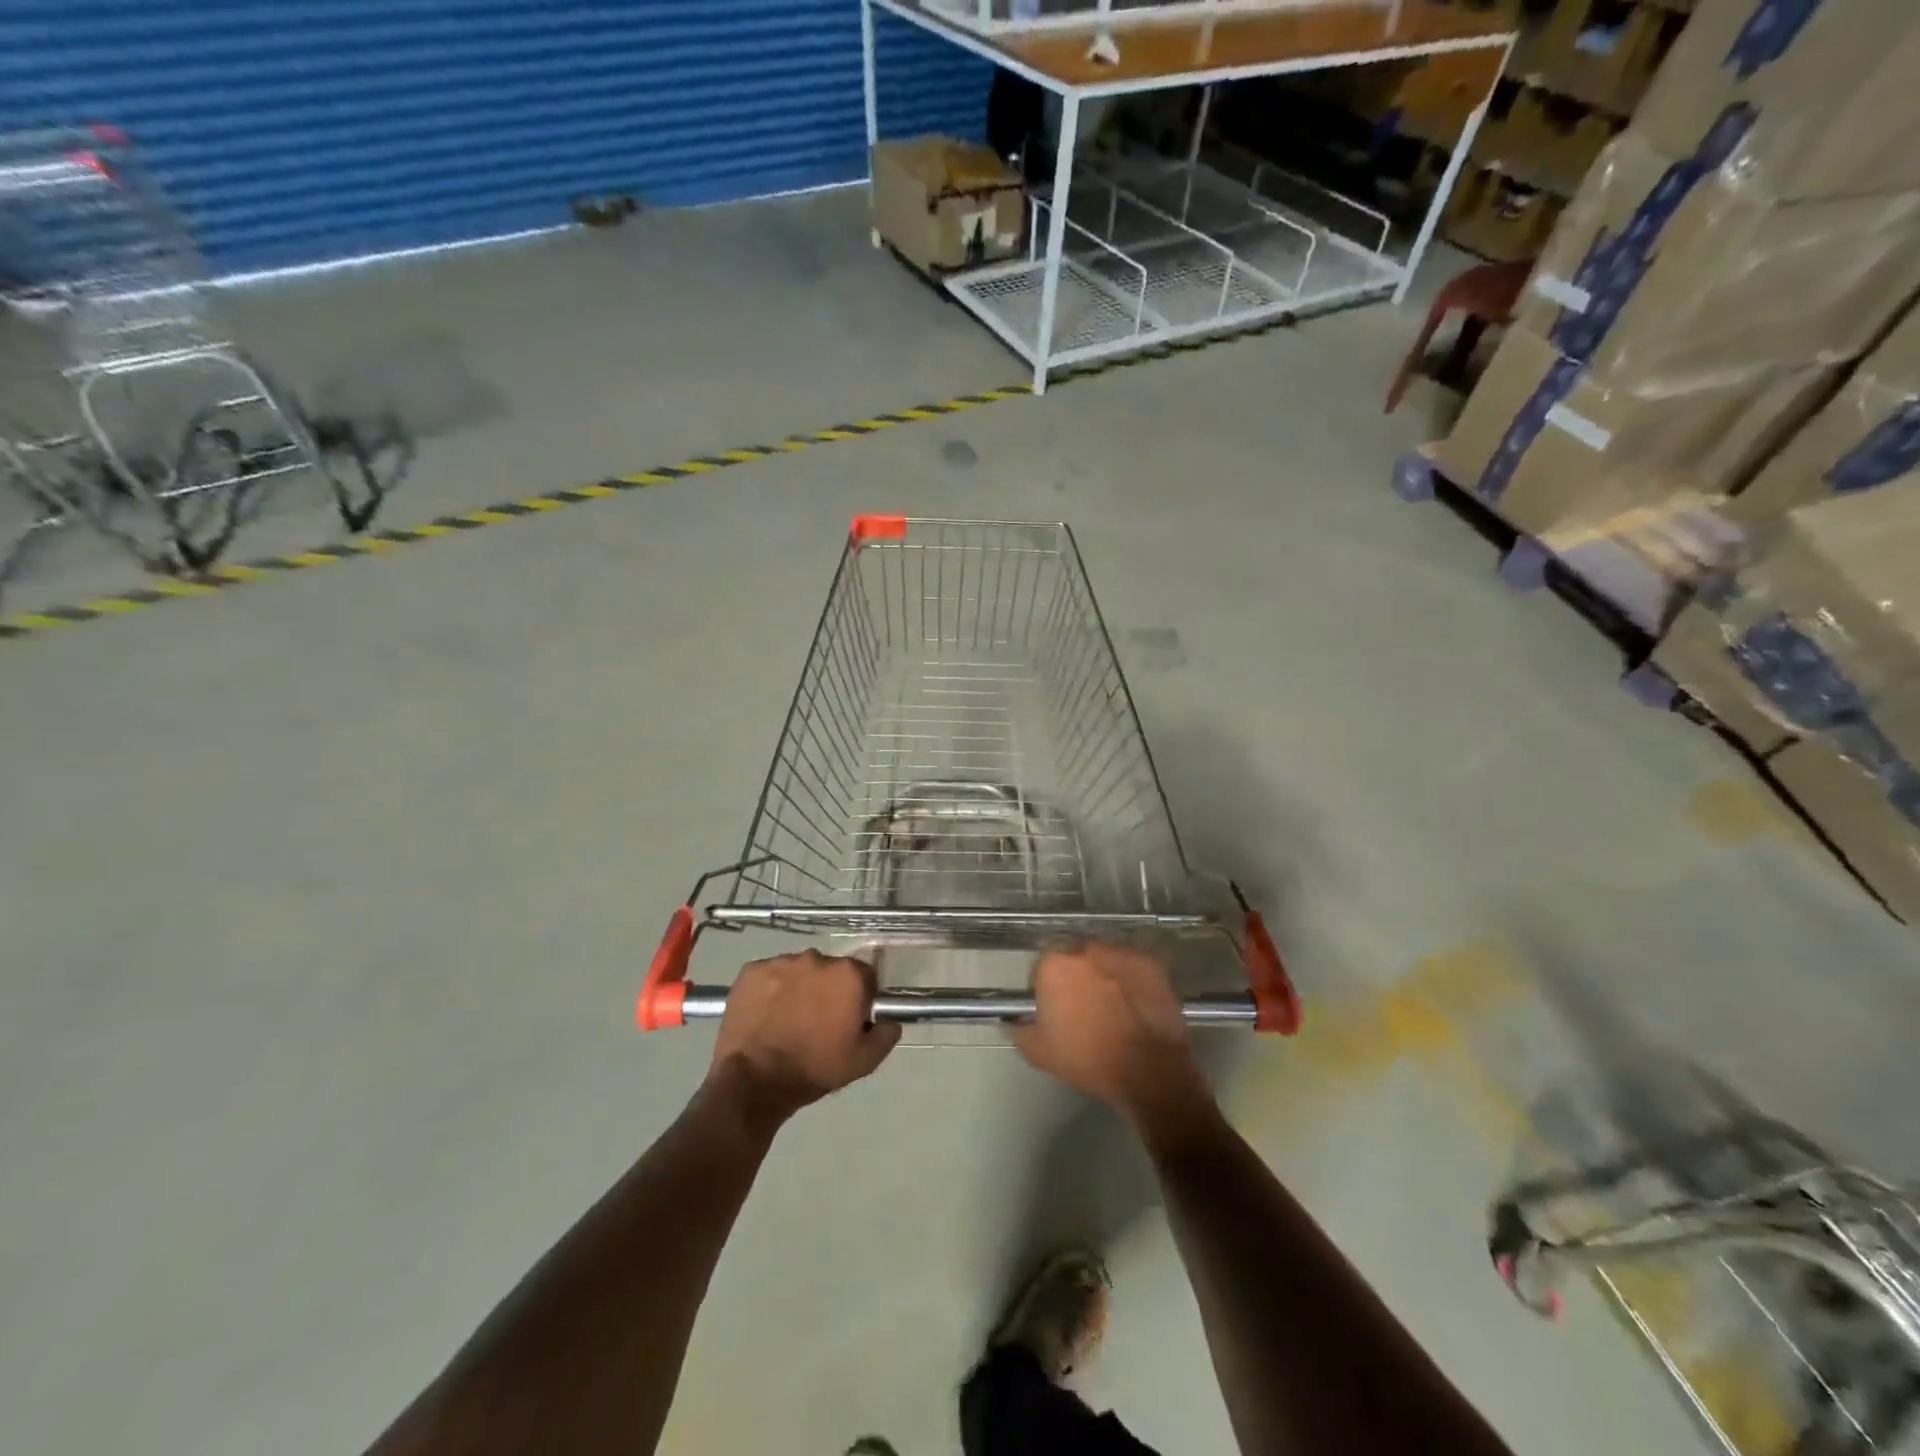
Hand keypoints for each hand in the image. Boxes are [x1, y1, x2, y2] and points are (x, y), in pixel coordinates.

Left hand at [707, 951, 900, 1129]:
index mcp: (848, 975)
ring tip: (787, 1019)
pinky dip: (769, 990)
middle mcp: (816, 958)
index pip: (864, 976)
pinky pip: (768, 975)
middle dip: (827, 989)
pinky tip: (765, 1015)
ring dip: (798, 988)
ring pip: (798, 970)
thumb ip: (885, 1035)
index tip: (849, 1019)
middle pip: (830, 970)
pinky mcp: (751, 971)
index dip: (859, 997)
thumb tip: (890, 1021)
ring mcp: (781, 962)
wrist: (754, 1080)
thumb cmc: (814, 1069)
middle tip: (817, 1021)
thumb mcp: (863, 1062)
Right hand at [1012, 943, 1209, 1125]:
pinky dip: (1130, 978)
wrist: (1147, 1070)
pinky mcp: (1149, 961)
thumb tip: (1012, 1021)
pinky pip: (1132, 965)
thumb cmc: (1087, 1058)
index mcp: (1054, 964)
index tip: (1055, 1010)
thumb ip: (1019, 1030)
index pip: (1042, 969)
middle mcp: (1086, 948)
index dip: (1046, 990)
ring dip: (1103, 974)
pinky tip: (1134, 1002)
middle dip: (1076, 977)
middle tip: (1084, 1006)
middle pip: (1074, 958)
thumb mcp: (1039, 1052)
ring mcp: (1121, 951)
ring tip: (1112, 1004)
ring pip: (1104, 958)